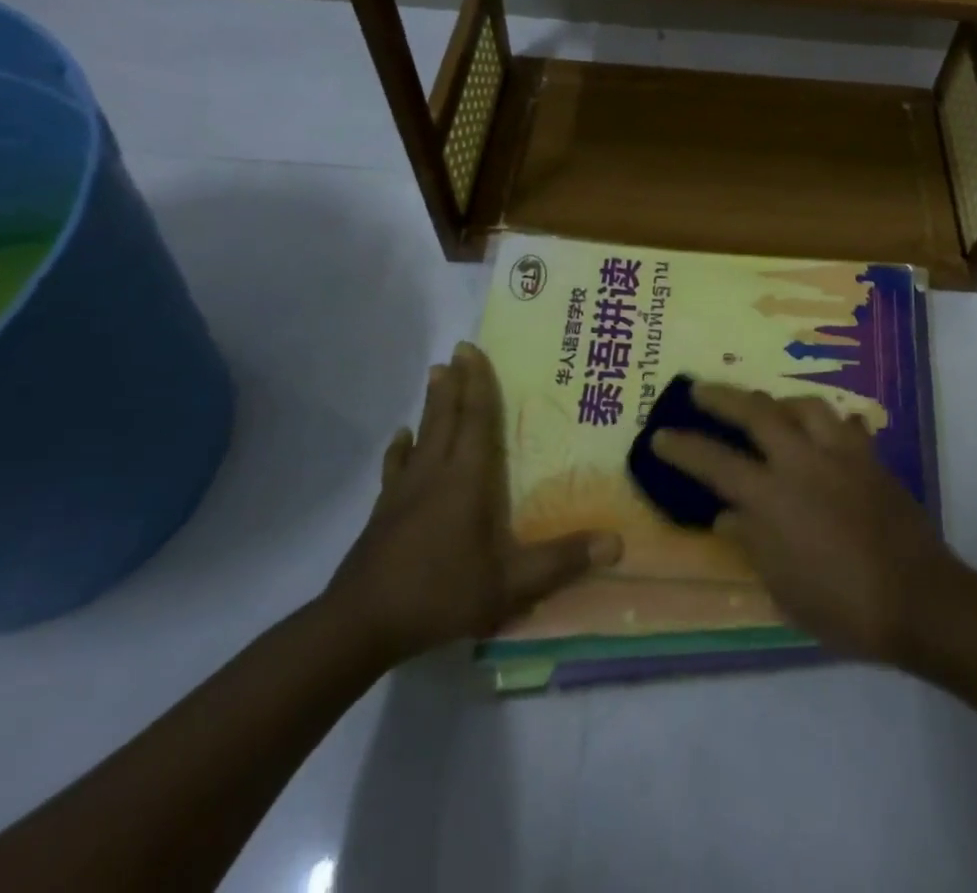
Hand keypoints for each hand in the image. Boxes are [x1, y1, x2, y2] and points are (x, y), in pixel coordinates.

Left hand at [324, 342, 621, 664]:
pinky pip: (396, 467)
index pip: (475, 420)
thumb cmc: (440, 594)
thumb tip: (616, 542)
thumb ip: (562, 561)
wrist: (360, 625)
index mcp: (466, 480)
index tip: (471, 350)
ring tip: (434, 376)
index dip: (477, 384)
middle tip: (456, 352)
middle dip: (454, 383)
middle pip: (446, 418)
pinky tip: (400, 438)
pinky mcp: (384, 512)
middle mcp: (434, 474)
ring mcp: (404, 492)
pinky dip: (400, 448)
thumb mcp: (510, 585)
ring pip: (421, 435)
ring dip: (431, 405)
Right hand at [650, 384, 965, 662]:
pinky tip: (822, 432)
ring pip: (804, 405)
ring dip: (777, 402)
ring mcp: (841, 453)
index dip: (683, 448)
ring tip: (766, 407)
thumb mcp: (784, 588)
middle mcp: (804, 462)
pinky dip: (825, 422)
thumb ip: (752, 543)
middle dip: (723, 397)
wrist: (918, 598)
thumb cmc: (844, 606)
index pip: (716, 463)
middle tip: (701, 389)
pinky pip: (844, 423)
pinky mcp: (870, 457)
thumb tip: (725, 515)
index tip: (660, 435)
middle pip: (757, 412)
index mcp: (774, 498)